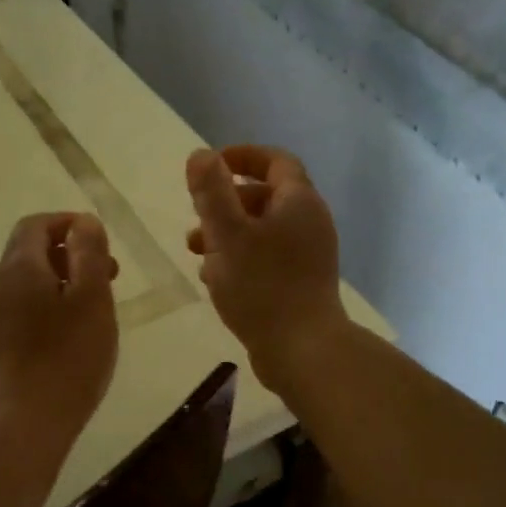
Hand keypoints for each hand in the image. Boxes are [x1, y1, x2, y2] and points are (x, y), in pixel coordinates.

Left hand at [0, 212, 119, 439]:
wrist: (23, 424)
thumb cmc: (67, 357)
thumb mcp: (91, 298)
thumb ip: (89, 253)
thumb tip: (84, 222)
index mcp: (19, 267)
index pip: (36, 224)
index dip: (68, 223)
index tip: (100, 241)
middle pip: (30, 250)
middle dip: (70, 252)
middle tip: (109, 274)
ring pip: (28, 281)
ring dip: (62, 279)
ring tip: (95, 305)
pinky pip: (22, 307)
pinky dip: (49, 303)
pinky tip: (72, 333)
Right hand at [186, 146, 347, 392]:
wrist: (303, 351)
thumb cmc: (262, 285)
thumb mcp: (227, 233)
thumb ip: (212, 191)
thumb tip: (201, 155)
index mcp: (298, 202)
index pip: (275, 161)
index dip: (243, 156)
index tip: (211, 164)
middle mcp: (309, 223)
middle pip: (265, 196)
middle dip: (226, 201)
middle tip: (196, 215)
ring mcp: (308, 255)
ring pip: (262, 230)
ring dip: (227, 233)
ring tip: (196, 251)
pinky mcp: (301, 283)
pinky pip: (267, 257)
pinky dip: (240, 257)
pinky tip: (214, 279)